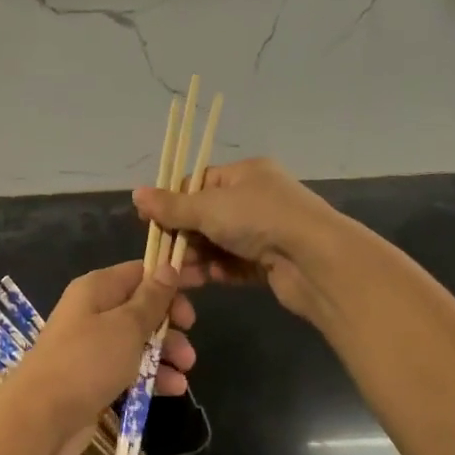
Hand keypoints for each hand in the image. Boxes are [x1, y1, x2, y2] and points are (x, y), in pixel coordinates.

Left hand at [0, 260, 196, 454]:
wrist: (40, 417)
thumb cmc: (86, 362)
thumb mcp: (126, 326)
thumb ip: (151, 299)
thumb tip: (167, 266)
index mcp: (97, 289)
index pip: (140, 271)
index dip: (171, 276)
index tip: (204, 285)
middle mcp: (93, 311)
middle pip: (141, 307)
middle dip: (169, 321)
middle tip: (190, 335)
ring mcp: (92, 346)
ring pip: (138, 340)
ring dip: (165, 351)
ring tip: (186, 369)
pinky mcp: (94, 378)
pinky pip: (130, 368)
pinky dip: (151, 375)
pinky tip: (173, 389)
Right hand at [134, 157, 358, 323]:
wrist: (317, 262)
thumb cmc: (260, 219)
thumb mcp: (208, 207)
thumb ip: (172, 206)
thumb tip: (136, 194)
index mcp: (245, 174)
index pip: (198, 182)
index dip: (173, 201)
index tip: (151, 222)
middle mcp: (256, 198)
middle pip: (206, 215)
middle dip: (183, 235)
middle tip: (162, 255)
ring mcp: (265, 231)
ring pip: (218, 242)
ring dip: (196, 256)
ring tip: (177, 275)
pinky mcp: (271, 262)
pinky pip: (234, 264)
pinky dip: (217, 271)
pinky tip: (201, 281)